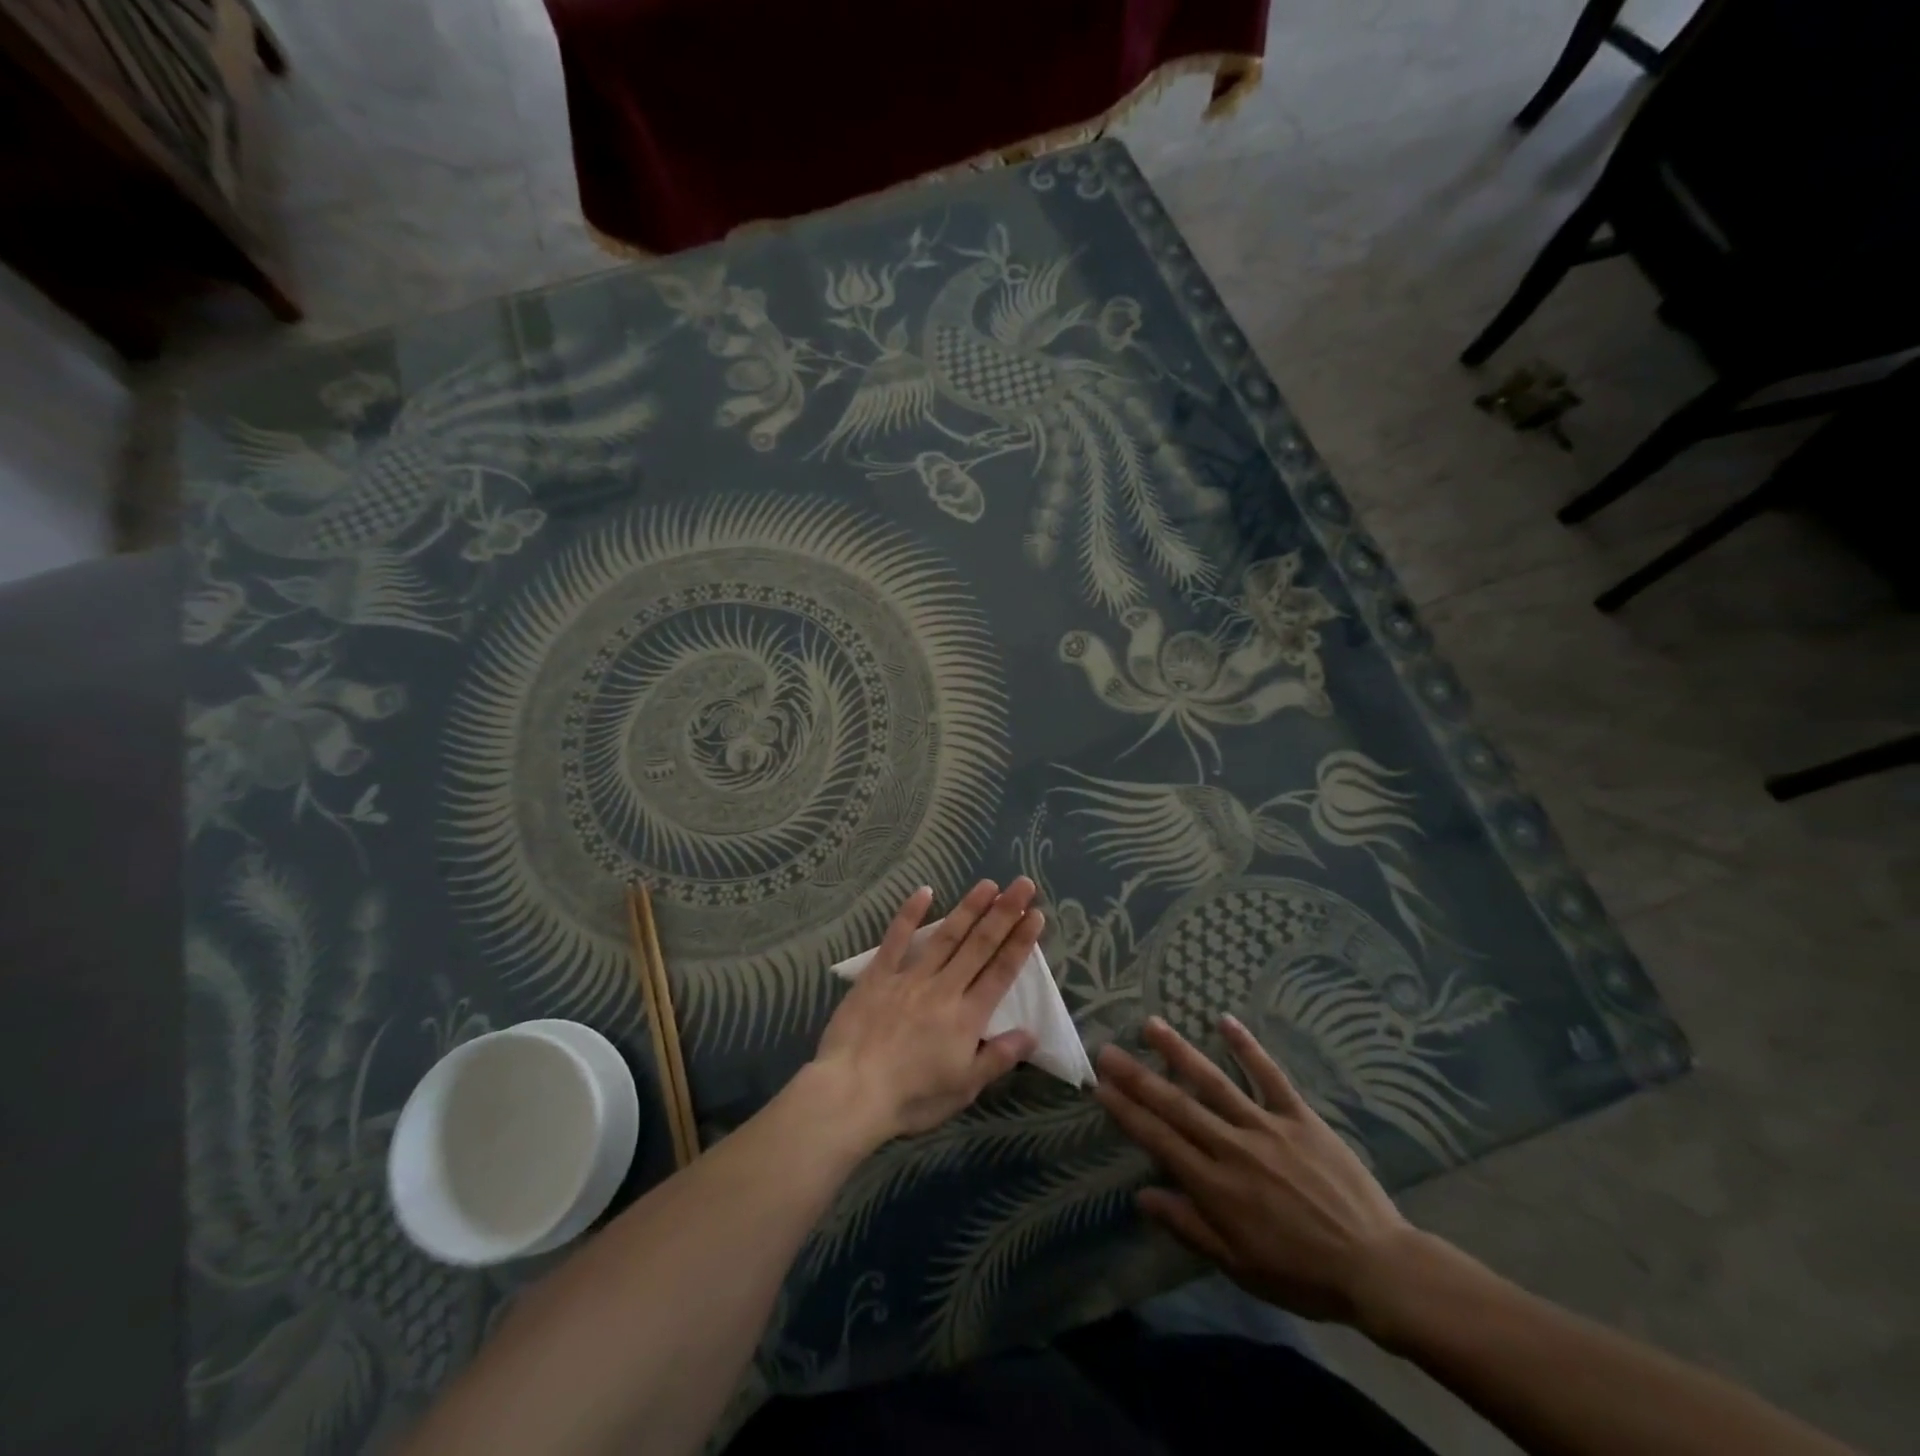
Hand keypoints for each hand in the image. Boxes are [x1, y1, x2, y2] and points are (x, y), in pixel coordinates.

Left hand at [812, 879, 1042, 1144]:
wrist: (852, 1092)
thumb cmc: (912, 1097)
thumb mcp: (964, 1088)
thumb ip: (998, 1058)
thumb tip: (1031, 1033)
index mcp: (967, 1016)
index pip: (1001, 972)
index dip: (1020, 943)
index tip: (1036, 915)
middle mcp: (944, 988)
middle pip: (980, 945)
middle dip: (1004, 913)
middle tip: (1022, 884)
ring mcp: (910, 977)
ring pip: (946, 936)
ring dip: (969, 908)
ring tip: (988, 884)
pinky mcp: (878, 975)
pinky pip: (896, 938)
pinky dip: (910, 914)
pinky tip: (925, 891)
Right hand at [1094, 1014, 1415, 1326]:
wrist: (1377, 1267)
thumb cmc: (1302, 1273)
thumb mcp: (1239, 1266)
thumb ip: (1189, 1226)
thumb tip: (1142, 1194)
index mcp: (1216, 1187)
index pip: (1160, 1140)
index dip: (1127, 1112)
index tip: (1100, 1086)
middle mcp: (1233, 1147)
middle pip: (1177, 1105)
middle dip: (1138, 1076)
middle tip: (1108, 1049)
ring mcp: (1267, 1127)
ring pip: (1215, 1082)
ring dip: (1180, 1052)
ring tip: (1151, 1025)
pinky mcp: (1299, 1116)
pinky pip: (1269, 1076)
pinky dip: (1248, 1047)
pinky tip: (1225, 1021)